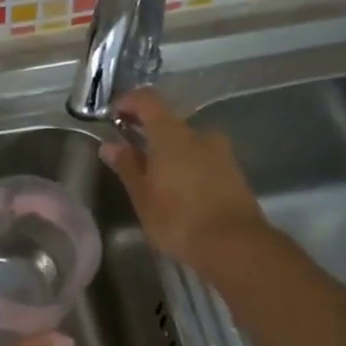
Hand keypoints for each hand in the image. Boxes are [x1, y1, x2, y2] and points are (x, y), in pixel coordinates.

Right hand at [100, 89, 270, 274]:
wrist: (235, 245)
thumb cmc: (179, 219)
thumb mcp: (143, 196)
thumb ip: (127, 166)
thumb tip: (110, 145)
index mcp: (172, 134)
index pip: (147, 100)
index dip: (128, 102)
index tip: (113, 115)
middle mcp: (199, 134)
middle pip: (168, 122)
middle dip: (147, 132)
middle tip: (130, 153)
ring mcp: (221, 152)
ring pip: (187, 142)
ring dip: (169, 152)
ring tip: (155, 178)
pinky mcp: (234, 171)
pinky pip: (203, 159)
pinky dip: (186, 165)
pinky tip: (179, 190)